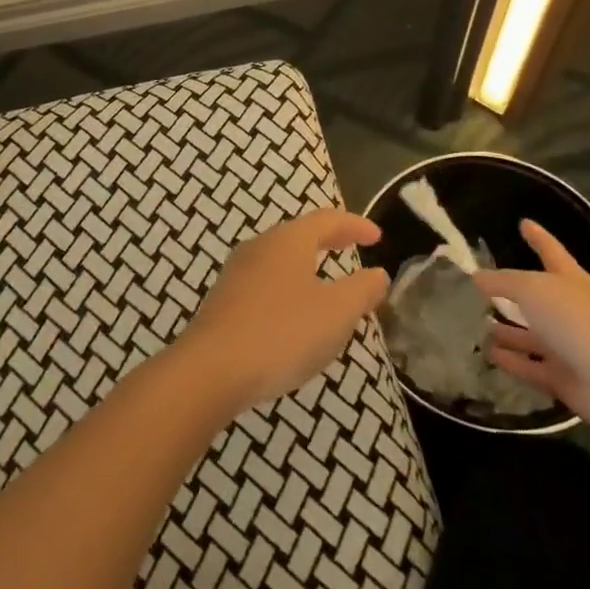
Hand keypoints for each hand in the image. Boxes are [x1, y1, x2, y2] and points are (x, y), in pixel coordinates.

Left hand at [174, 209, 387, 414]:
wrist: (211, 369)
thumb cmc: (282, 332)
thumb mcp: (336, 313)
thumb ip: (361, 291)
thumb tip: (378, 274)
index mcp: (288, 240)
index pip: (327, 220)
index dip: (355, 225)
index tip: (376, 236)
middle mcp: (259, 247)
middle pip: (299, 235)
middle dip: (328, 240)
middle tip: (351, 247)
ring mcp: (237, 273)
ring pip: (279, 260)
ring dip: (307, 266)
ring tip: (327, 284)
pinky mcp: (224, 301)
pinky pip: (265, 284)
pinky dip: (288, 288)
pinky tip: (294, 315)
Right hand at [475, 219, 589, 429]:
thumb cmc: (576, 320)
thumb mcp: (533, 289)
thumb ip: (503, 282)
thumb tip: (477, 276)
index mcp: (569, 281)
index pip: (550, 251)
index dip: (538, 237)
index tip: (524, 223)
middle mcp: (569, 310)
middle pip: (537, 298)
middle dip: (512, 293)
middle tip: (481, 289)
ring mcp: (567, 345)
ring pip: (531, 334)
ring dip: (507, 330)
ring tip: (478, 323)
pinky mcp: (562, 377)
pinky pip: (531, 366)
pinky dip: (512, 360)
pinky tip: (489, 354)